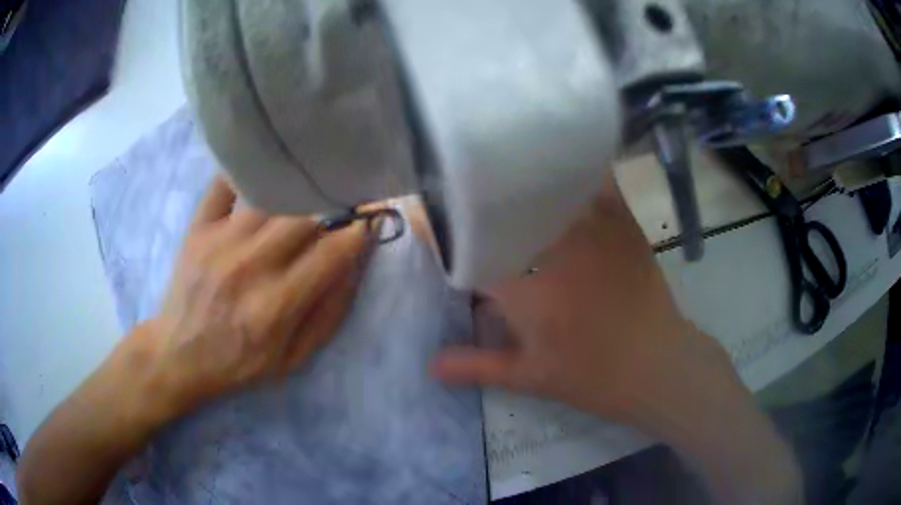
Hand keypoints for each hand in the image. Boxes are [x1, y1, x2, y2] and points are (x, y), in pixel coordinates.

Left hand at [132, 175, 376, 414]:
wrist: (179, 356)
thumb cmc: (239, 363)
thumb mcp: (293, 358)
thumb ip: (328, 314)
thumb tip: (355, 265)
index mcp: (276, 306)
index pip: (332, 253)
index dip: (359, 231)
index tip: (372, 217)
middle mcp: (249, 266)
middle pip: (303, 216)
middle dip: (331, 205)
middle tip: (342, 199)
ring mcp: (219, 242)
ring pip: (269, 196)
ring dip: (295, 190)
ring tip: (308, 187)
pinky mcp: (197, 229)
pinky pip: (223, 185)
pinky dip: (243, 173)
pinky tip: (260, 174)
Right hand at [430, 173, 801, 503]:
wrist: (657, 365)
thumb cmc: (592, 375)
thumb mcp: (530, 377)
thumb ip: (477, 366)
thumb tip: (429, 365)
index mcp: (528, 289)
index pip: (474, 250)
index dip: (445, 234)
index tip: (426, 219)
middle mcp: (557, 248)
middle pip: (507, 208)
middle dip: (477, 198)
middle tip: (458, 189)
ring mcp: (595, 229)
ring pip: (549, 187)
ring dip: (521, 176)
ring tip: (498, 165)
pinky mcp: (624, 223)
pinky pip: (597, 181)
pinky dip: (577, 169)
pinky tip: (561, 160)